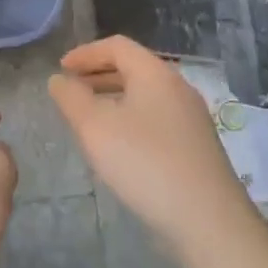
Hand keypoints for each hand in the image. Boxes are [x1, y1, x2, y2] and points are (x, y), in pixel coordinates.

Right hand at [48, 36, 257, 260]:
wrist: (208, 221)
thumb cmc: (145, 163)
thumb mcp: (95, 127)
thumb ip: (71, 98)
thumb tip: (59, 79)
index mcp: (156, 74)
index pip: (117, 46)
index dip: (85, 53)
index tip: (61, 68)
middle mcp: (178, 88)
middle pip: (133, 68)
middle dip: (98, 74)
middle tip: (71, 89)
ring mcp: (191, 119)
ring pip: (145, 95)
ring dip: (113, 98)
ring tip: (88, 118)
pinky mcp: (196, 147)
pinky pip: (156, 118)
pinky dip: (130, 118)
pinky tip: (118, 145)